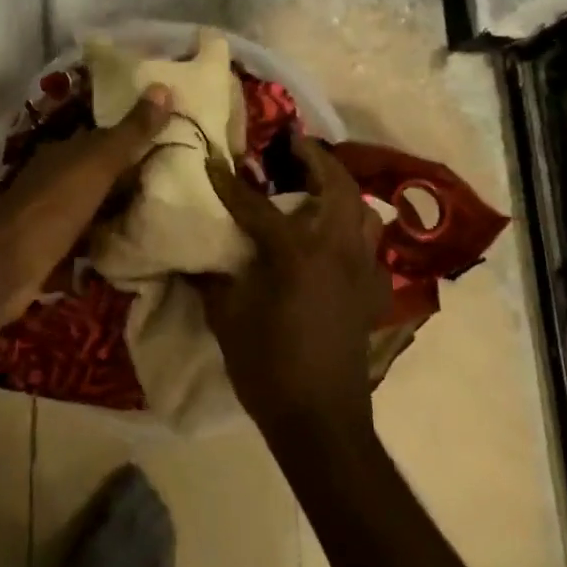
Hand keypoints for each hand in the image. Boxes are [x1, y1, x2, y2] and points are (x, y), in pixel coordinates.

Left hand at [0, 83, 172, 324]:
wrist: (9, 262)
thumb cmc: (56, 203)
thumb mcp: (100, 161)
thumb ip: (132, 131)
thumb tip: (164, 88)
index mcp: (66, 151)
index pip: (105, 138)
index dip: (134, 137)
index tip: (170, 141)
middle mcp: (56, 178)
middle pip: (100, 173)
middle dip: (130, 177)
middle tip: (176, 181)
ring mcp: (52, 214)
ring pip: (94, 207)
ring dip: (118, 210)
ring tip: (161, 215)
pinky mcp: (53, 249)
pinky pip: (88, 240)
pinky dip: (106, 242)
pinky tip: (132, 248)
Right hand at [196, 138, 389, 443]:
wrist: (320, 421)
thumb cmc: (267, 367)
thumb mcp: (227, 318)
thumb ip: (212, 279)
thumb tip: (193, 257)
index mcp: (296, 252)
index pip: (256, 205)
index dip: (230, 183)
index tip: (212, 161)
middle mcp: (336, 249)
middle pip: (337, 186)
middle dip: (317, 159)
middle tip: (295, 145)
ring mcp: (362, 270)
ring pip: (365, 212)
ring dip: (344, 191)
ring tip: (320, 186)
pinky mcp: (373, 294)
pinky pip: (372, 250)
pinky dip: (357, 236)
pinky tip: (338, 245)